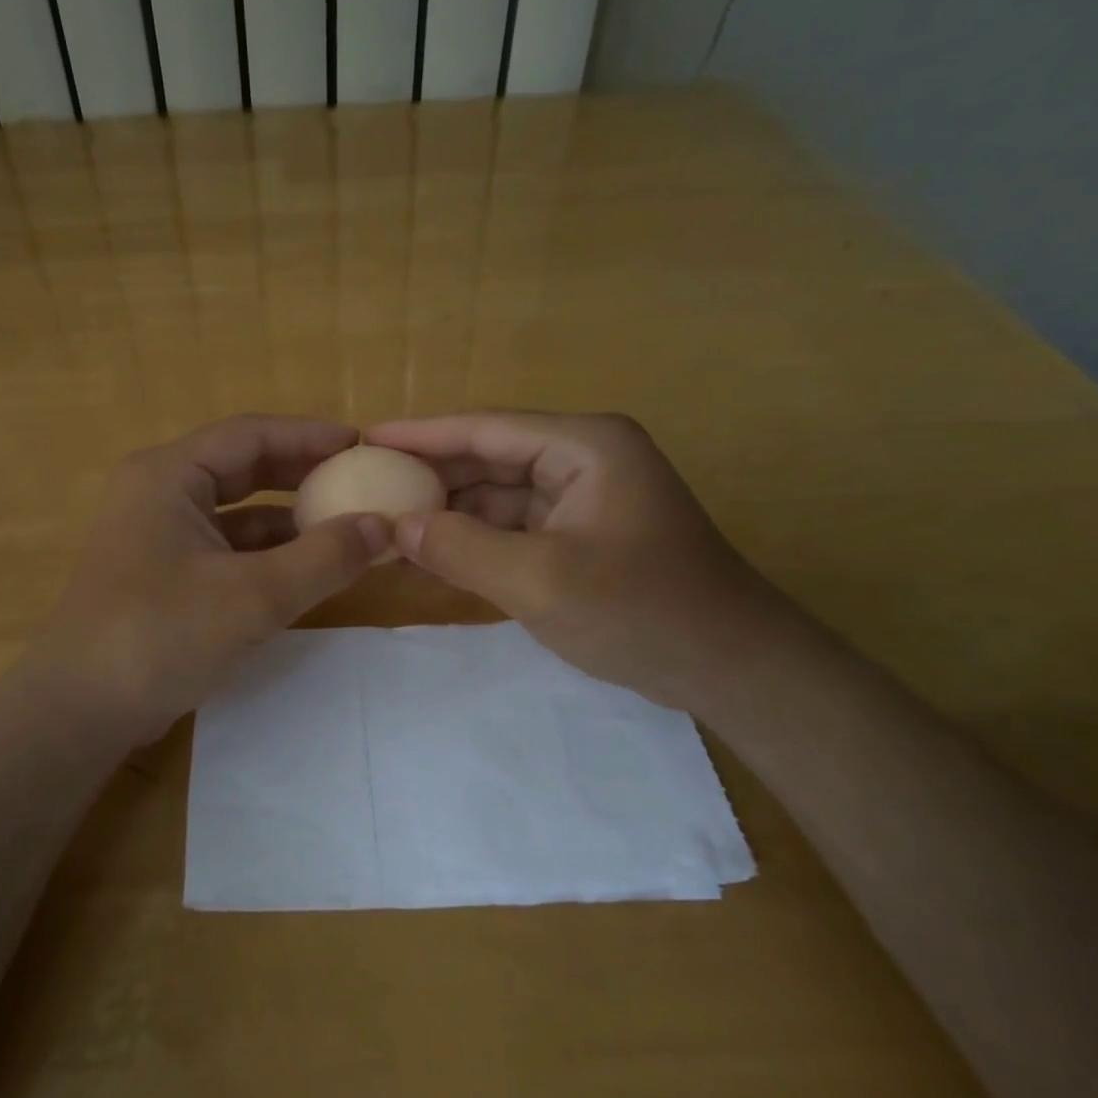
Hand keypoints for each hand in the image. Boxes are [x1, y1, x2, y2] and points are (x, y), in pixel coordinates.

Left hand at [21, 416, 388, 738]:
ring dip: (287, 519)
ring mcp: (158, 535)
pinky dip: (266, 554)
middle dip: (301, 474)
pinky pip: (225, 548)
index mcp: (169, 475)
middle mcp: (159, 493)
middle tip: (358, 482)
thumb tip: (384, 527)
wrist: (78, 712)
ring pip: (235, 512)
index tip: (361, 446)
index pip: (250, 434)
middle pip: (242, 467)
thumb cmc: (159, 636)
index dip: (309, 435)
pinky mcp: (163, 574)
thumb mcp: (252, 596)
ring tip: (344, 527)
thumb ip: (323, 558)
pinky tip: (305, 569)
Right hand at [365, 412, 790, 716]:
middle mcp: (582, 459)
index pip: (484, 428)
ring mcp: (583, 498)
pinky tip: (431, 556)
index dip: (420, 434)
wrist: (732, 670)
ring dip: (449, 512)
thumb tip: (396, 529)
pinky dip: (475, 540)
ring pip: (498, 495)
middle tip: (366, 485)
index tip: (365, 437)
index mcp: (583, 446)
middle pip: (488, 457)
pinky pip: (514, 528)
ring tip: (386, 524)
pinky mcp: (581, 535)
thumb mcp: (541, 581)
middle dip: (430, 476)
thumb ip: (462, 549)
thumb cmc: (642, 612)